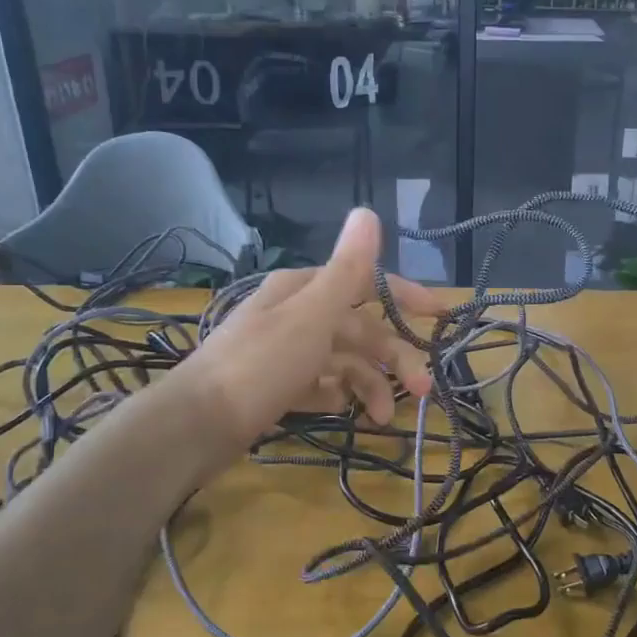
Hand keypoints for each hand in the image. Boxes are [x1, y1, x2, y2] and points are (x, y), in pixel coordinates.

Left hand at [178, 208, 448, 454]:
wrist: (196, 425)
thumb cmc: (261, 365)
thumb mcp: (311, 315)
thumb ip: (347, 270)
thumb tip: (368, 211)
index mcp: (304, 290)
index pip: (366, 284)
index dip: (406, 296)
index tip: (440, 317)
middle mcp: (296, 314)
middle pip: (359, 329)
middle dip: (394, 358)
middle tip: (420, 392)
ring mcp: (286, 352)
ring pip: (343, 361)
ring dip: (369, 385)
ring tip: (380, 419)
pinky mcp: (277, 386)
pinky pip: (320, 385)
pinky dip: (337, 396)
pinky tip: (344, 412)